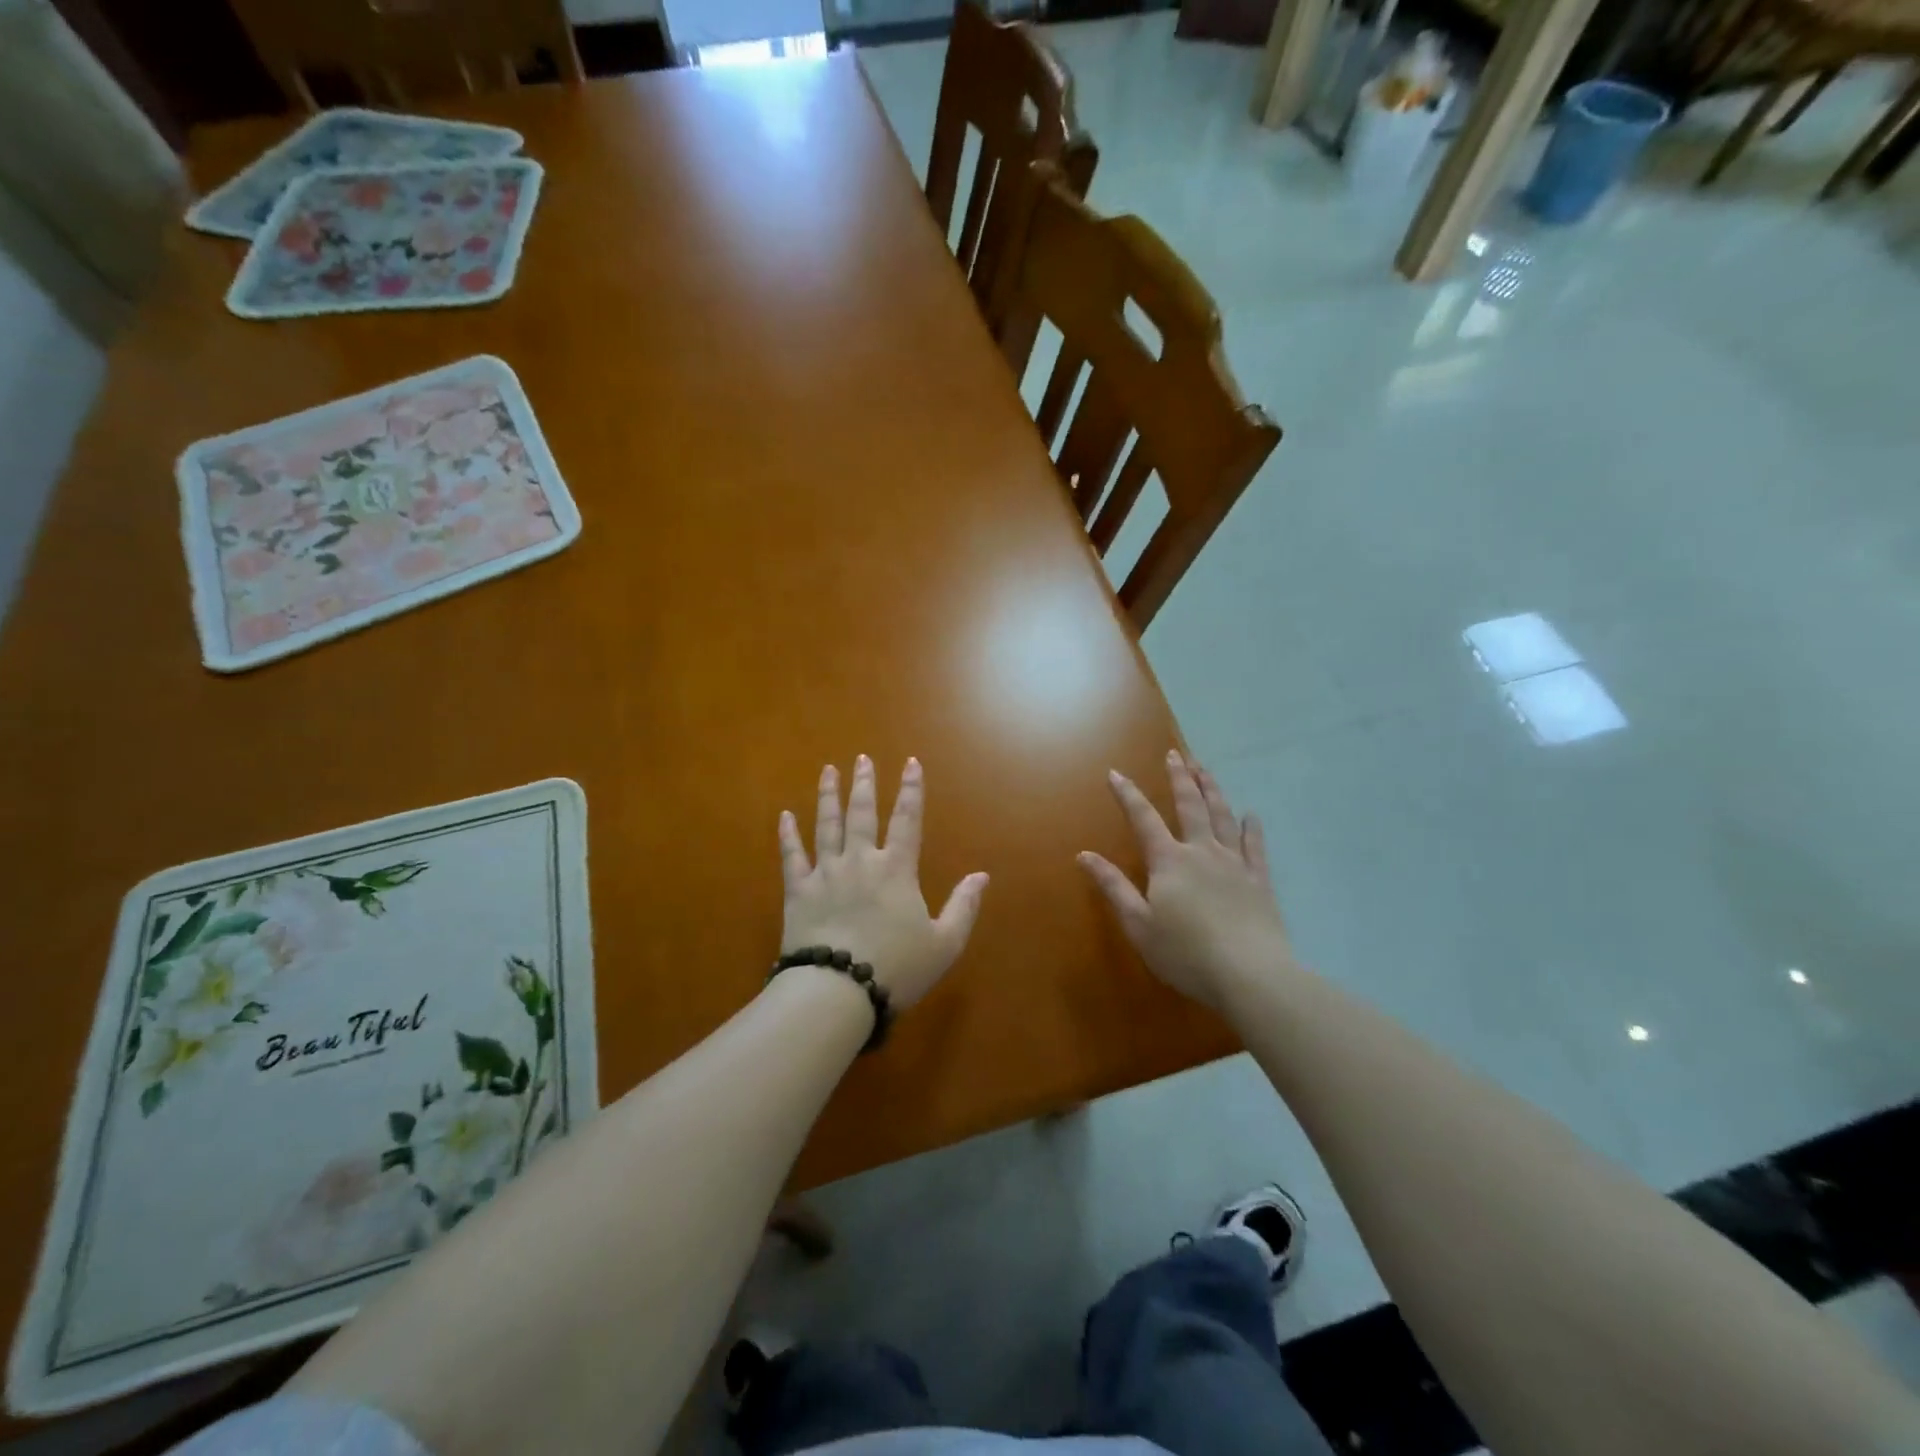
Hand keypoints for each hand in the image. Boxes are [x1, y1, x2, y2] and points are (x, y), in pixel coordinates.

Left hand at [778, 755, 988, 1010]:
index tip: (911, 763)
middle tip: (862, 759)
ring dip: (828, 796)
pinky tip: (784, 816)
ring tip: (828, 771)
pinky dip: (788, 836)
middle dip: (865, 784)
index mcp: (896, 870)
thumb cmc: (896, 968)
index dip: (911, 789)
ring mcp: (826, 873)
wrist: (838, 991)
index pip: (907, 820)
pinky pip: (792, 857)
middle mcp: (860, 861)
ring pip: (826, 826)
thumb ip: (964, 907)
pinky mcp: (798, 892)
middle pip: (862, 814)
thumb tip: (982, 876)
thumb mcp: (944, 943)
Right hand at [1078, 749, 1295, 1012]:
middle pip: (1190, 806)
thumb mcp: (1138, 924)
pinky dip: (1252, 828)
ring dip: (1212, 790)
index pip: (1143, 819)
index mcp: (1169, 861)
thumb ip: (1113, 886)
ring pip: (1223, 817)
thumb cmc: (1185, 953)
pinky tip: (1251, 816)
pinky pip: (1255, 846)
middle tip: (1175, 754)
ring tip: (1205, 769)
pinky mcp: (1259, 881)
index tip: (1115, 773)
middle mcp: (1202, 852)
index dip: (1128, 794)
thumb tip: (1084, 855)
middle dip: (1180, 778)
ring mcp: (1235, 864)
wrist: (1250, 975)